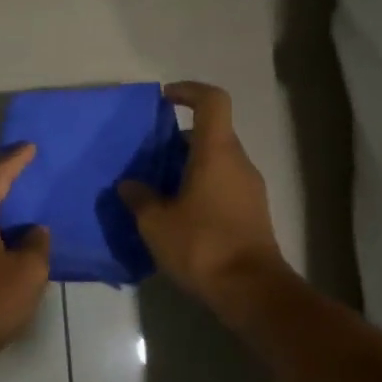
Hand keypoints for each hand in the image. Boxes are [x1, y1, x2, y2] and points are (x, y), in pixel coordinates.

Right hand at [120, 82, 287, 305]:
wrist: (250, 289)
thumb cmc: (201, 245)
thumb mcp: (156, 223)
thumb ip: (139, 198)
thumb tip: (129, 184)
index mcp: (216, 153)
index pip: (212, 102)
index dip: (189, 91)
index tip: (164, 99)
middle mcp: (238, 163)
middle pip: (211, 133)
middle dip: (178, 139)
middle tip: (148, 156)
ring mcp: (249, 188)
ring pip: (216, 161)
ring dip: (188, 166)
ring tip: (156, 188)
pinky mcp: (252, 213)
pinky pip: (223, 185)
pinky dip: (200, 187)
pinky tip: (177, 214)